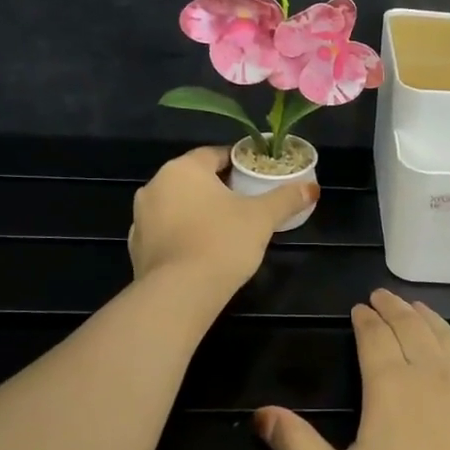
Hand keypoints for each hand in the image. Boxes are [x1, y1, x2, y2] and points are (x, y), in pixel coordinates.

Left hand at [128, 146, 317, 292]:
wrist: (179, 294)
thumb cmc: (222, 242)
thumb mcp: (262, 218)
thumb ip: (286, 199)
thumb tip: (313, 188)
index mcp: (183, 169)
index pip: (214, 155)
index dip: (238, 164)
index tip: (256, 177)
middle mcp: (155, 186)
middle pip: (194, 179)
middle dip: (218, 188)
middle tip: (246, 204)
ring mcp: (140, 217)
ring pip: (177, 206)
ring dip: (198, 212)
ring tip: (225, 229)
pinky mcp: (136, 247)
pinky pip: (166, 232)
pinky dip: (183, 236)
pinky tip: (201, 251)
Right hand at [254, 289, 449, 449]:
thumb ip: (298, 448)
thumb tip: (260, 413)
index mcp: (390, 385)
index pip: (374, 338)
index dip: (365, 319)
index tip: (359, 306)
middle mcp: (432, 374)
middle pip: (411, 328)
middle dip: (394, 309)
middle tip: (384, 295)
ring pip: (447, 339)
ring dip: (429, 319)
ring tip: (419, 308)